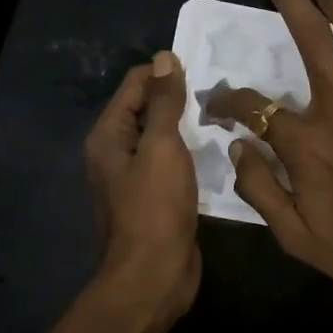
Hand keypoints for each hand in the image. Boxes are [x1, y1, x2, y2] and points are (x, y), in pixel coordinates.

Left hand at [85, 51, 200, 325]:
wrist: (154, 275)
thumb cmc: (155, 208)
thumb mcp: (162, 147)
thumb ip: (164, 102)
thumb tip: (164, 57)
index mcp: (108, 135)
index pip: (135, 84)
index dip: (166, 74)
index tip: (205, 71)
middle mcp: (116, 152)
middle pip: (148, 109)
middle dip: (179, 99)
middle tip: (220, 92)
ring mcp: (136, 177)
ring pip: (163, 138)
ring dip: (188, 127)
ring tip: (224, 115)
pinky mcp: (156, 197)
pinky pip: (173, 163)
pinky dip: (191, 154)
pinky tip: (218, 149)